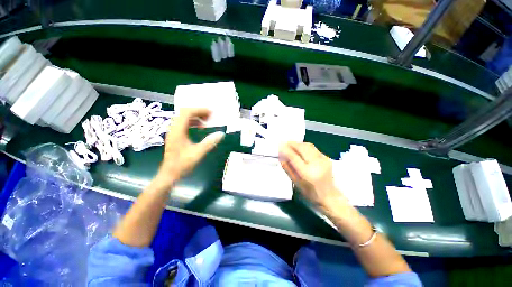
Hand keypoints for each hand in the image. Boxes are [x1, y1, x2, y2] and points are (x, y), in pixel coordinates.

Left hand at [155, 108, 224, 187]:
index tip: (210, 112)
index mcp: (177, 131)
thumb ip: (209, 142)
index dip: (199, 110)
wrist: (169, 174)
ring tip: (206, 121)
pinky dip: (192, 123)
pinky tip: (199, 128)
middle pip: (184, 113)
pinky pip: (183, 124)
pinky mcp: (175, 136)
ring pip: (183, 118)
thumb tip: (221, 134)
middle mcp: (173, 129)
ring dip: (195, 117)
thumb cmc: (182, 164)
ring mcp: (173, 132)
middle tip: (209, 116)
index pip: (186, 113)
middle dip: (198, 112)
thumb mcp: (198, 153)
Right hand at [279, 142, 345, 208]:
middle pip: (303, 148)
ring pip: (308, 145)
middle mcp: (316, 164)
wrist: (330, 196)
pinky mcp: (327, 158)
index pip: (294, 157)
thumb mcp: (296, 183)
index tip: (280, 145)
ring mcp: (323, 160)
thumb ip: (288, 169)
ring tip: (291, 144)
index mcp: (307, 173)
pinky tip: (300, 148)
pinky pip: (313, 148)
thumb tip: (281, 157)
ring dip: (298, 143)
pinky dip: (304, 146)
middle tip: (284, 143)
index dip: (286, 150)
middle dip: (292, 143)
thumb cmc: (310, 193)